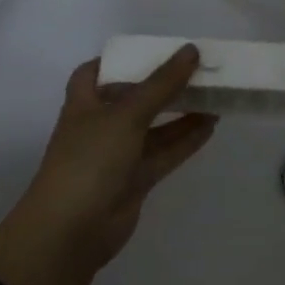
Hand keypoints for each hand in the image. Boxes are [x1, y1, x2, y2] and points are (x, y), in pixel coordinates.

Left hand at [0, 45, 215, 284]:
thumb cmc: (89, 160)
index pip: (95, 72)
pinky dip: (185, 139)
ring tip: (214, 93)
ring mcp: (117, 154)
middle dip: (162, 84)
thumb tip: (192, 50)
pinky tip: (211, 124)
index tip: (151, 50)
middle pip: (134, 96)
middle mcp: (100, 125)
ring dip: (181, 111)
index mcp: (84, 103)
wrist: (69, 233)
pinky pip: (164, 152)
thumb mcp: (126, 114)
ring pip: (154, 126)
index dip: (119, 60)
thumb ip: (162, 83)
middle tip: (197, 68)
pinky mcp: (135, 180)